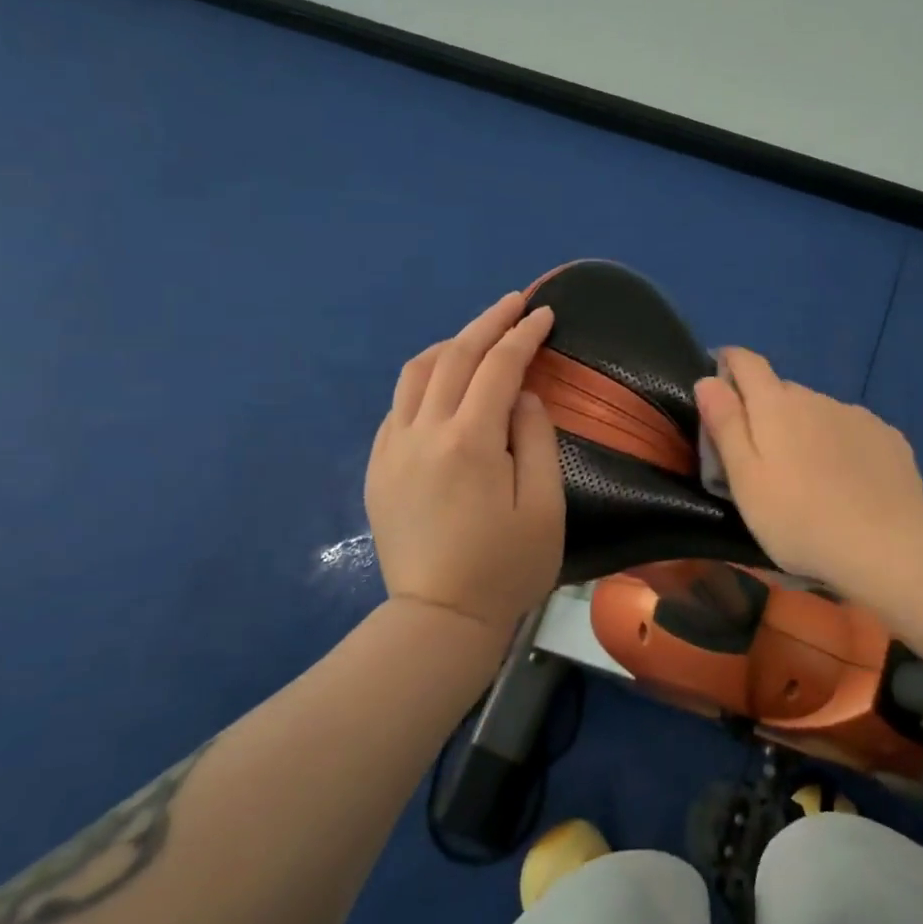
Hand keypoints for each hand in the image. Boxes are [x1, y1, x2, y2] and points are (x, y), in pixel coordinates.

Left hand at [365, 292, 564, 635]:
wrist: (438, 620)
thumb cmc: (505, 566)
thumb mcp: (544, 505)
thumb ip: (536, 439)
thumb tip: (522, 396)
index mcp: (469, 441)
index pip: (499, 366)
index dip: (524, 334)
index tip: (544, 313)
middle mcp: (423, 432)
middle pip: (454, 356)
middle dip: (488, 322)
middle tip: (515, 303)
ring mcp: (392, 448)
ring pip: (416, 373)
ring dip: (450, 344)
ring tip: (479, 336)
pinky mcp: (377, 467)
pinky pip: (398, 405)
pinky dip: (425, 380)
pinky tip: (444, 386)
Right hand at [694, 347, 922, 590]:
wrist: (887, 545)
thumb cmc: (799, 519)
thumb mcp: (746, 479)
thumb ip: (726, 425)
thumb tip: (708, 380)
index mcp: (775, 405)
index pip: (746, 362)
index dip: (729, 363)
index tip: (719, 379)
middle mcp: (816, 397)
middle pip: (782, 390)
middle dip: (766, 409)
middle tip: (761, 454)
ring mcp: (856, 415)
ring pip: (819, 411)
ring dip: (805, 429)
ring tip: (808, 474)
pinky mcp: (888, 436)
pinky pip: (851, 429)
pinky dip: (841, 444)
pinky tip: (848, 480)